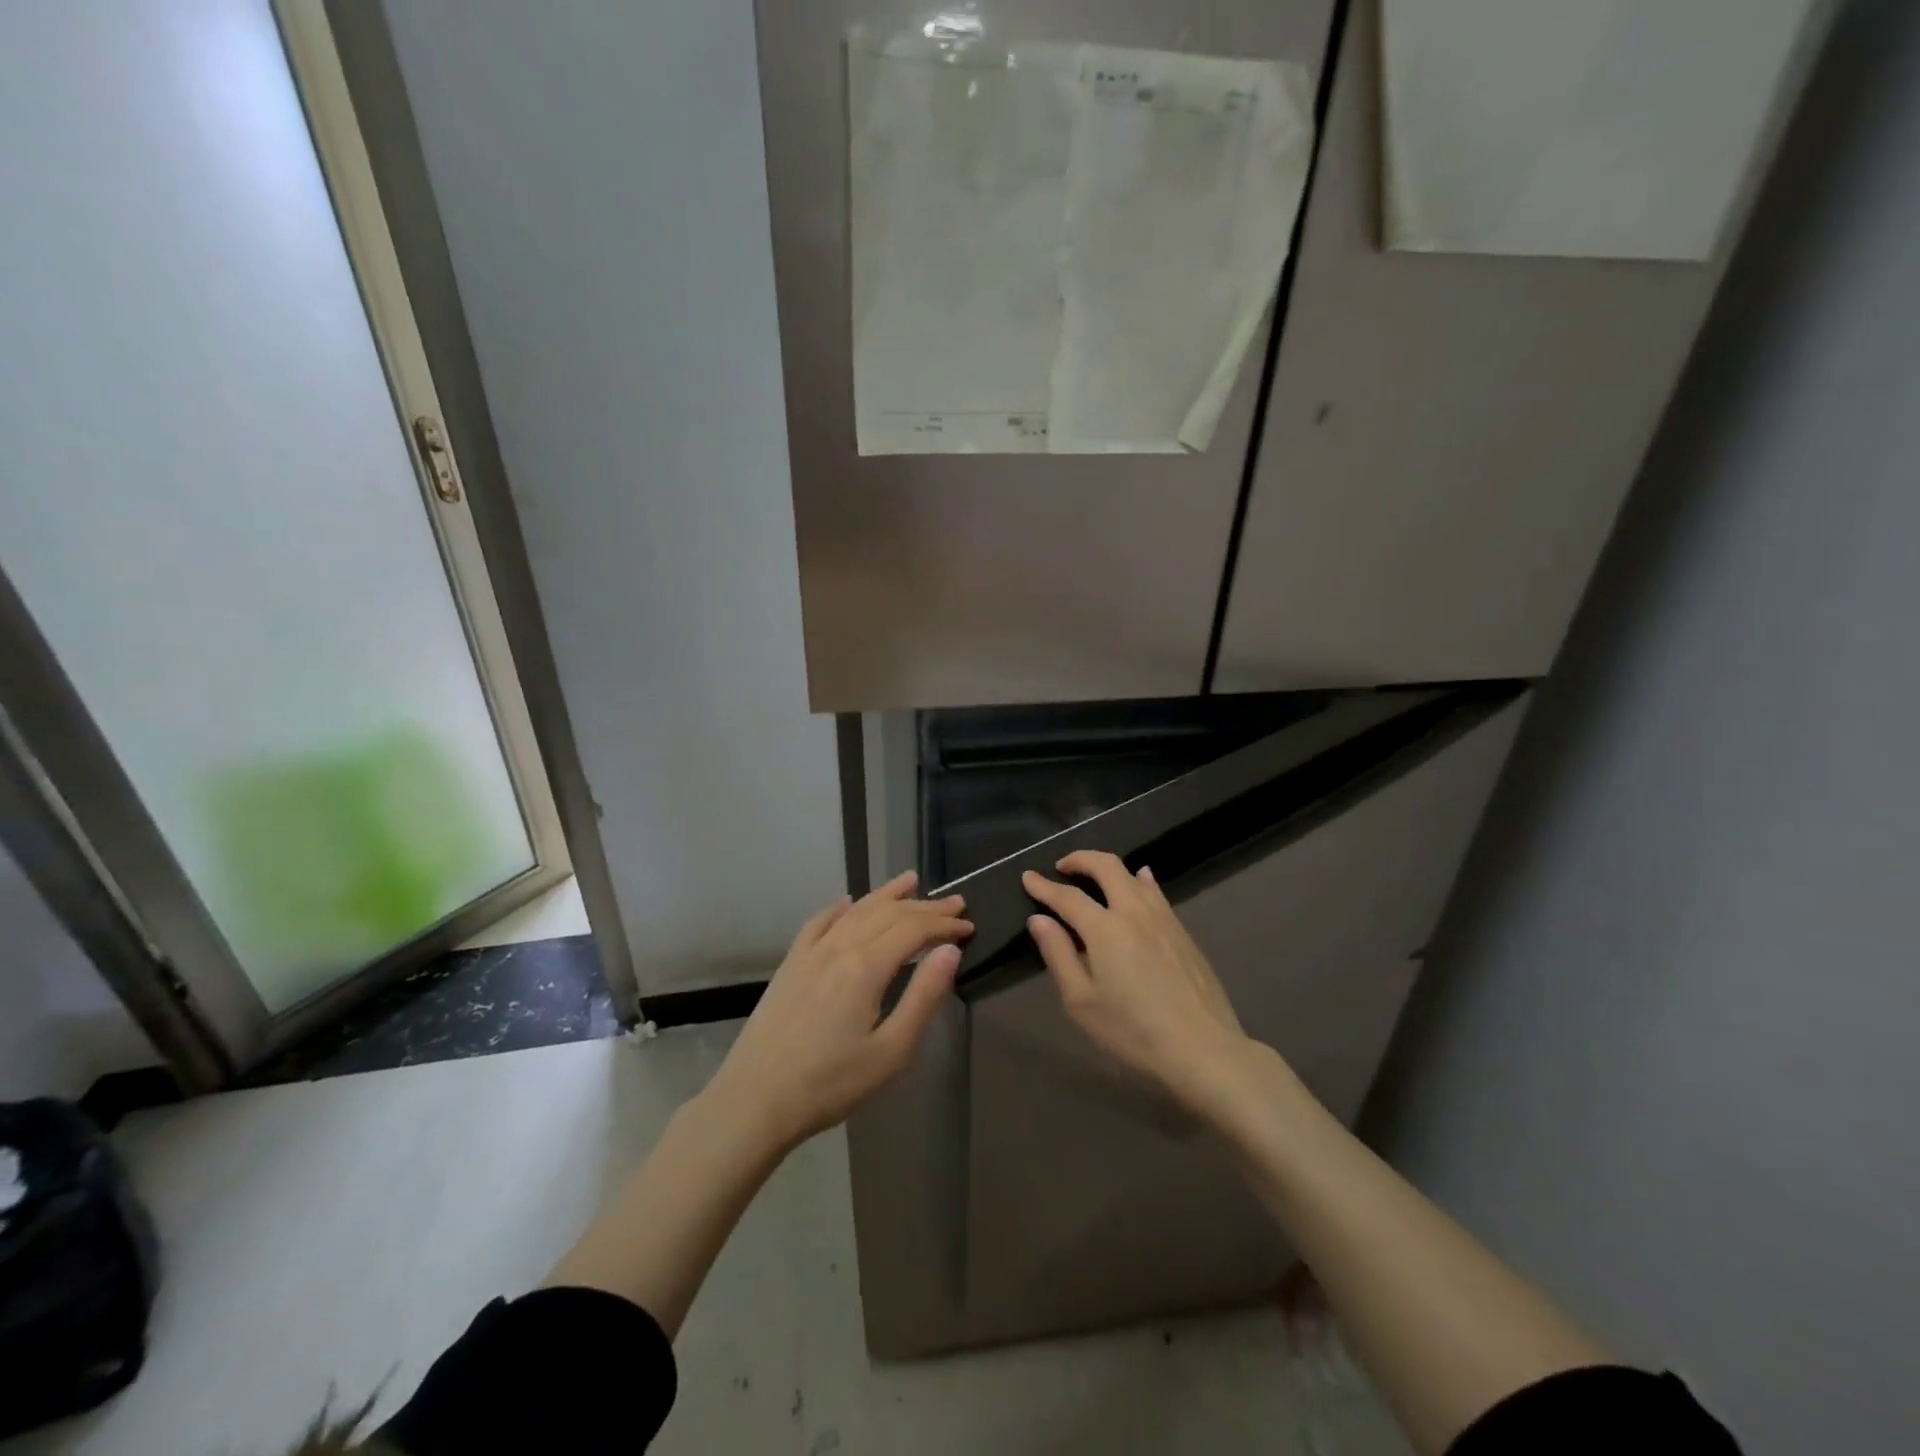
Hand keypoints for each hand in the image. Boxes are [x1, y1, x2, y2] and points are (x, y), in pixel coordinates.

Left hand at [707, 870, 971, 1149]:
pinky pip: (818, 923)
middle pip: (888, 914)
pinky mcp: (790, 965)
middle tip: (954, 903)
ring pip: (855, 911)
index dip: (943, 924)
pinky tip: (846, 902)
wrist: (755, 1101)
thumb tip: (949, 950)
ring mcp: (810, 953)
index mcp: (866, 967)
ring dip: (886, 895)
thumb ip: (923, 997)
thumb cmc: (830, 1084)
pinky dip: (839, 908)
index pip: (913, 929)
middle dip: (924, 906)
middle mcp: (839, 947)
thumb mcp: (890, 1051)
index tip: (968, 926)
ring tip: (910, 881)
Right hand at [1024, 851, 1252, 1110]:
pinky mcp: (1183, 931)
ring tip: (1094, 876)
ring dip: (1109, 868)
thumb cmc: (1133, 1031)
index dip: (1044, 886)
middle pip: (1106, 867)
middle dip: (1080, 859)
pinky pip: (1156, 892)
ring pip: (1133, 875)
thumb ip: (1058, 955)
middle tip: (1062, 867)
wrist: (1203, 1049)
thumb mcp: (1081, 1002)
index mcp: (1105, 928)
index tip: (1028, 877)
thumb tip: (1039, 920)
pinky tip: (1140, 881)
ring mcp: (1163, 918)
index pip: (1067, 896)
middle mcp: (1134, 911)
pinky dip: (1139, 880)